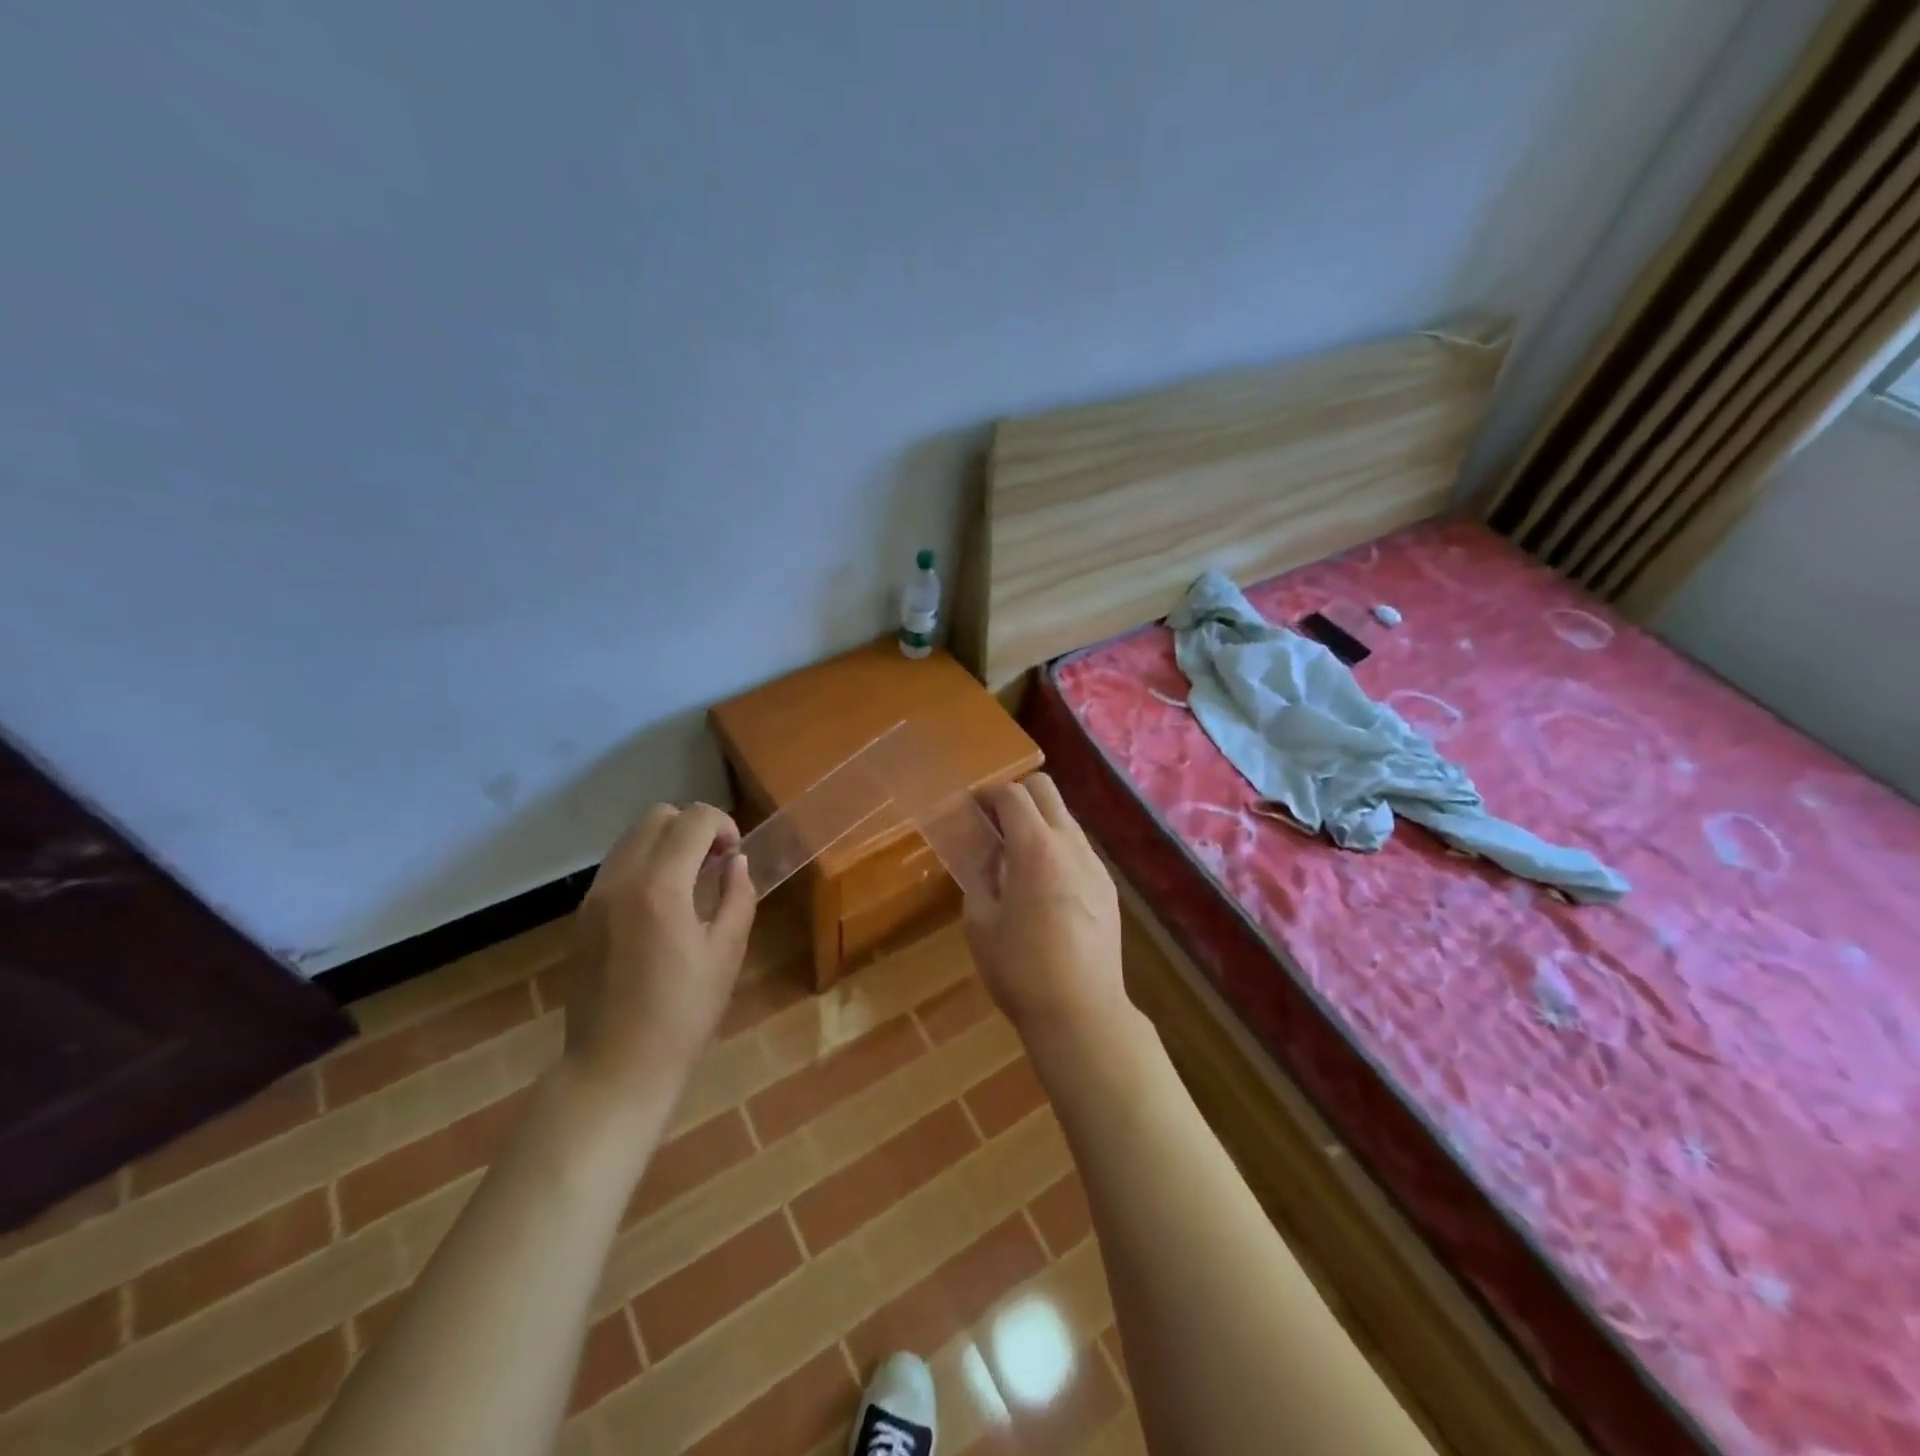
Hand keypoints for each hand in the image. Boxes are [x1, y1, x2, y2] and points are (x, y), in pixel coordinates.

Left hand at [562, 803, 755, 1108]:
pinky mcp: (582, 917)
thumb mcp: (726, 953)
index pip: (694, 820)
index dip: (724, 826)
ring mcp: (594, 897)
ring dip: (667, 844)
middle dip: (694, 828)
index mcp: (661, 886)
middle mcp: (621, 879)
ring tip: (689, 884)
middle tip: (715, 865)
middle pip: (658, 817)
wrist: (614, 1068)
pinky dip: (644, 865)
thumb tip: (736, 863)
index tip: (735, 857)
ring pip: (633, 838)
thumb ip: (737, 896)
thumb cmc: (683, 1015)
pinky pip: (616, 866)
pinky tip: (661, 907)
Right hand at [964, 774, 1127, 1042]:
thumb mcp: (980, 923)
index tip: (971, 805)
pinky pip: (1078, 848)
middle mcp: (1070, 844)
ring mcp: (1094, 864)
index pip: (1012, 795)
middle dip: (1017, 793)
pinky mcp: (1107, 887)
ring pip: (1066, 817)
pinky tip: (1044, 882)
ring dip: (1039, 820)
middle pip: (1046, 789)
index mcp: (1035, 848)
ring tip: (1017, 853)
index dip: (987, 793)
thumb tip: (986, 856)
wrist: (1081, 1012)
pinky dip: (1057, 846)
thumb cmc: (1020, 969)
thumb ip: (980, 877)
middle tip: (994, 819)